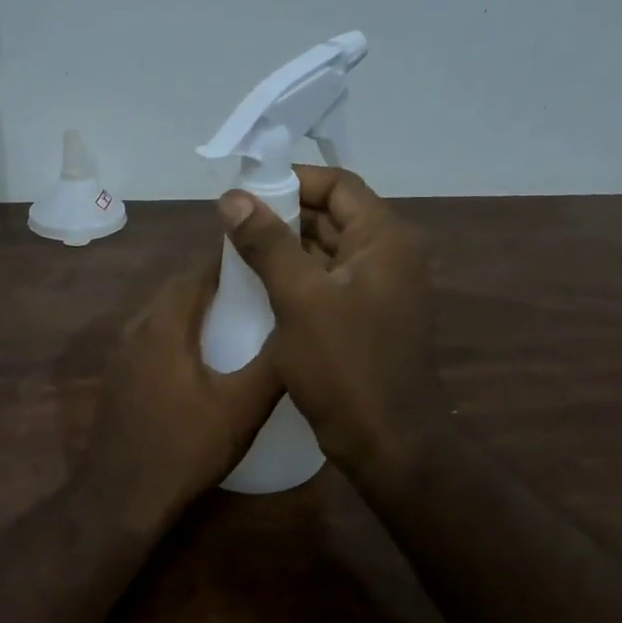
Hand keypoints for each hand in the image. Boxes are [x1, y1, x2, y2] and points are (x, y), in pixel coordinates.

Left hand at [78, 259, 282, 533]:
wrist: (123, 496)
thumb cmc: (186, 447)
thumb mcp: (242, 407)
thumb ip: (272, 363)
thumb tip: (298, 326)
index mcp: (165, 324)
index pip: (199, 273)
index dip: (231, 262)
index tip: (264, 261)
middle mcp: (137, 327)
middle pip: (177, 288)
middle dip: (214, 282)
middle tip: (256, 287)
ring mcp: (121, 352)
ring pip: (161, 312)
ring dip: (194, 306)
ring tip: (234, 314)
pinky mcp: (118, 375)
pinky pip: (151, 335)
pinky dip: (177, 329)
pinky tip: (200, 353)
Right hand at [218, 166, 445, 495]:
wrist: (387, 443)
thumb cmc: (345, 366)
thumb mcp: (300, 299)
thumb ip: (267, 243)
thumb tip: (232, 197)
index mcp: (385, 239)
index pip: (338, 185)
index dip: (292, 180)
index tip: (246, 190)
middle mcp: (389, 255)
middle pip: (332, 215)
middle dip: (283, 214)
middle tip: (232, 222)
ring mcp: (379, 289)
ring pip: (327, 250)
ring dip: (286, 247)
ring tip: (237, 250)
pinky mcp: (366, 318)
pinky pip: (327, 282)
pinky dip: (296, 276)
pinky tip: (258, 284)